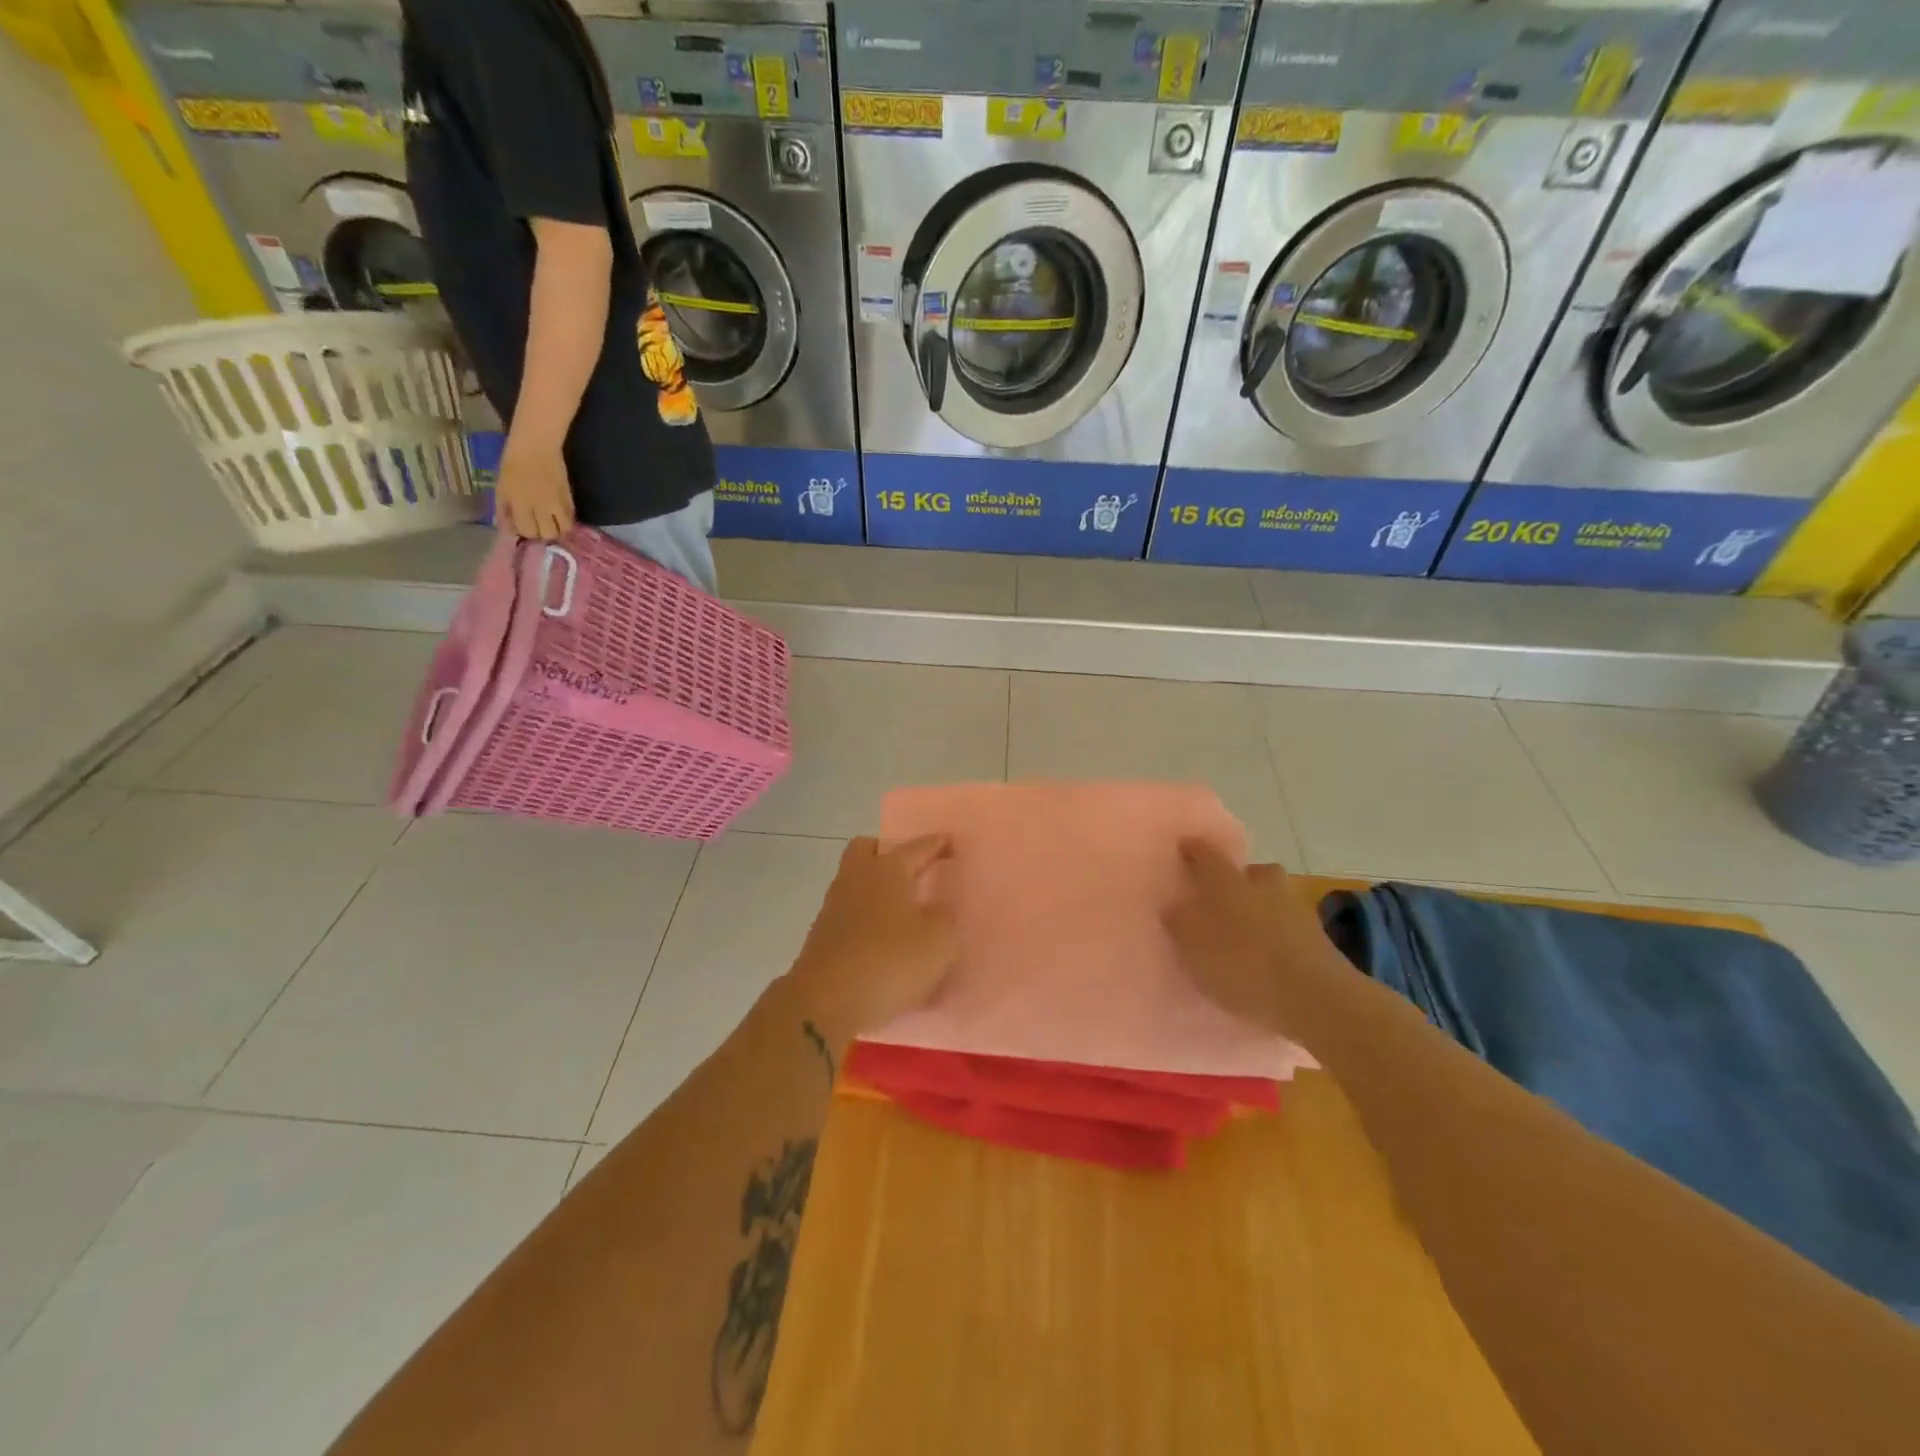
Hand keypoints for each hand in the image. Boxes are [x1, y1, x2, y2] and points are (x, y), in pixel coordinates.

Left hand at [493, 440, 574, 539]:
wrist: (536, 446)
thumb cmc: (513, 464)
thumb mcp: (501, 487)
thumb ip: (503, 510)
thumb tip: (507, 530)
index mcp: (519, 503)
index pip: (527, 531)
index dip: (526, 532)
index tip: (525, 527)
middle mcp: (539, 506)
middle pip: (548, 533)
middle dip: (543, 533)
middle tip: (540, 527)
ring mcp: (556, 502)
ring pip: (564, 529)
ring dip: (558, 530)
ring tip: (553, 524)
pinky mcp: (568, 497)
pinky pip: (571, 517)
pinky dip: (566, 520)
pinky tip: (561, 516)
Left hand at [782, 836, 956, 1056]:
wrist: (826, 1002)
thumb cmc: (890, 961)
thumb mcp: (939, 941)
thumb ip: (945, 918)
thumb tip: (938, 909)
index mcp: (887, 870)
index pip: (916, 847)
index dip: (936, 844)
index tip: (950, 842)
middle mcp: (856, 879)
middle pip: (867, 850)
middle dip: (888, 853)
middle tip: (912, 871)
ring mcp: (834, 907)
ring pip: (855, 882)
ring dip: (876, 889)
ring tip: (901, 910)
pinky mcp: (822, 937)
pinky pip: (849, 913)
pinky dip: (865, 918)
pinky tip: (882, 938)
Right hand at [1165, 840, 1351, 1038]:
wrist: (1318, 1000)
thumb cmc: (1244, 967)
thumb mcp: (1195, 948)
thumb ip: (1180, 924)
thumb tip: (1176, 907)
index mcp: (1228, 883)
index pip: (1207, 855)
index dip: (1194, 849)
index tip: (1184, 846)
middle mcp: (1263, 887)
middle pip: (1252, 872)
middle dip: (1238, 879)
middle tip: (1221, 897)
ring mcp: (1296, 911)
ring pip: (1273, 897)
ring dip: (1260, 907)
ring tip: (1245, 931)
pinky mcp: (1318, 940)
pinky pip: (1289, 926)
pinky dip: (1277, 933)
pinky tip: (1267, 954)